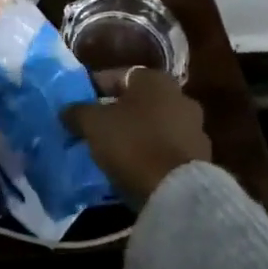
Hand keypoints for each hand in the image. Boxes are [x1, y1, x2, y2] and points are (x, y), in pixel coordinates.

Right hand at [63, 67, 210, 204]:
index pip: (117, 76)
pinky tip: (134, 167)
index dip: (93, 89)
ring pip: (154, 125)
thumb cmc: (133, 144)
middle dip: (117, 112)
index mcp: (155, 79)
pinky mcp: (200, 157)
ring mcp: (194, 127)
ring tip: (112, 151)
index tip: (78, 106)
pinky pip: (166, 149)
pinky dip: (151, 153)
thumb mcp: (94, 124)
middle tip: (94, 128)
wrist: (176, 192)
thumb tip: (67, 110)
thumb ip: (78, 112)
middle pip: (138, 101)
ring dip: (136, 133)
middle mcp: (180, 96)